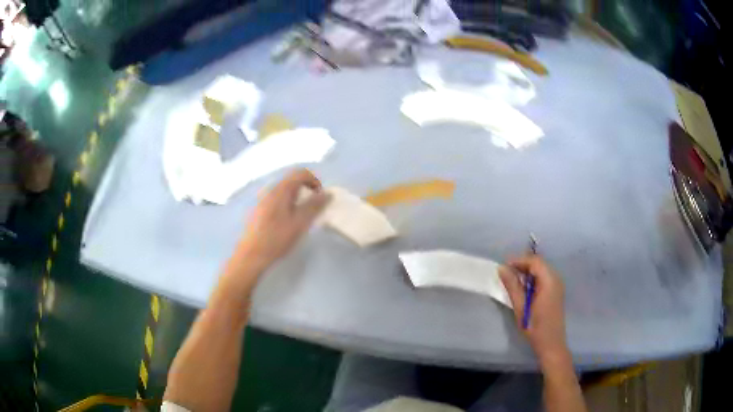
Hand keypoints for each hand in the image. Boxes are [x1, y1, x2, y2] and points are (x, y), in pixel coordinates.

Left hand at [237, 169, 328, 270]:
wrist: (251, 255)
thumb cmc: (276, 239)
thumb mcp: (300, 223)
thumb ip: (314, 206)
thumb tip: (328, 193)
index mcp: (281, 190)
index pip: (301, 173)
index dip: (314, 181)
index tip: (320, 198)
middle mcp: (271, 190)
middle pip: (292, 181)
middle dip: (306, 190)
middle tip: (313, 209)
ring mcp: (263, 199)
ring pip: (285, 191)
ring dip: (297, 199)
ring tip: (301, 218)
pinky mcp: (259, 210)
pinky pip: (277, 200)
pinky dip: (288, 205)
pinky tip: (287, 223)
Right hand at [499, 255, 569, 365]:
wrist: (551, 344)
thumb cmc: (535, 328)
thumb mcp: (521, 308)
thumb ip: (512, 286)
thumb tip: (502, 268)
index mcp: (549, 281)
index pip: (534, 261)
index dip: (519, 260)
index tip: (503, 266)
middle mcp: (556, 279)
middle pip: (539, 263)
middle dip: (522, 264)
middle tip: (505, 272)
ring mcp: (557, 285)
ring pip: (541, 270)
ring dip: (527, 271)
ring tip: (512, 279)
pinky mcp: (556, 291)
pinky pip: (544, 277)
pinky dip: (533, 278)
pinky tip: (523, 288)